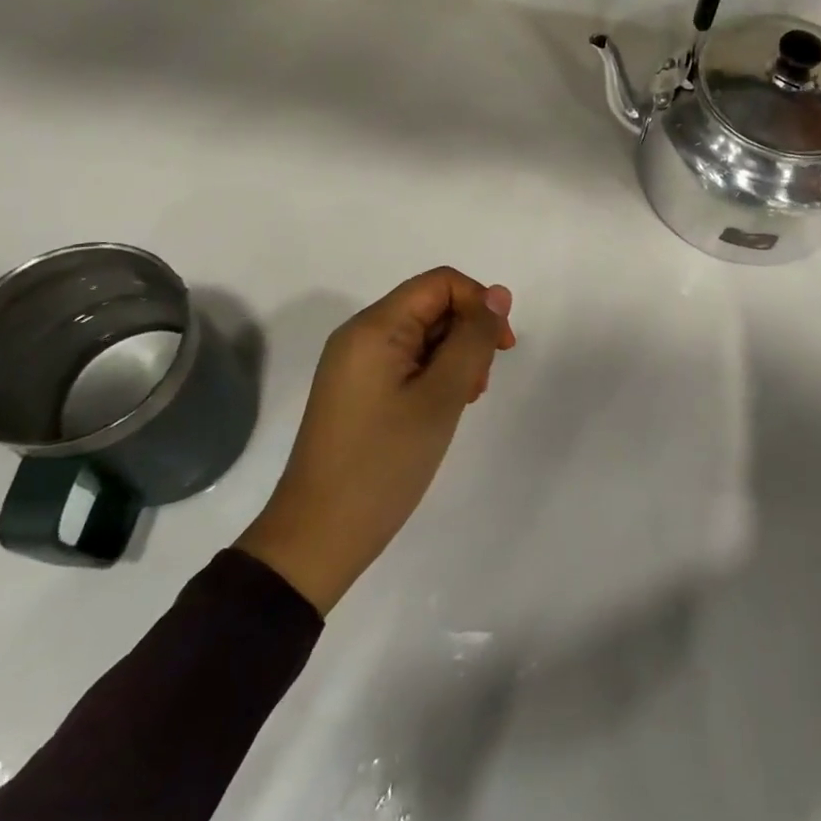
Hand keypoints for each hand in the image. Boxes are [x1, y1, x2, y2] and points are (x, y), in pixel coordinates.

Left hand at [237, 267, 515, 613]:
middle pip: (431, 306)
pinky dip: (433, 376)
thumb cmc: (384, 462)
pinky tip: (441, 410)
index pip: (441, 283)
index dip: (480, 304)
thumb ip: (473, 339)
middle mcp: (360, 335)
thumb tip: (498, 294)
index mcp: (374, 327)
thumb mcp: (441, 397)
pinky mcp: (357, 390)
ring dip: (454, 359)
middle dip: (467, 336)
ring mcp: (355, 364)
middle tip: (475, 388)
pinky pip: (406, 362)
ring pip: (422, 336)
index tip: (502, 350)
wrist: (319, 537)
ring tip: (461, 403)